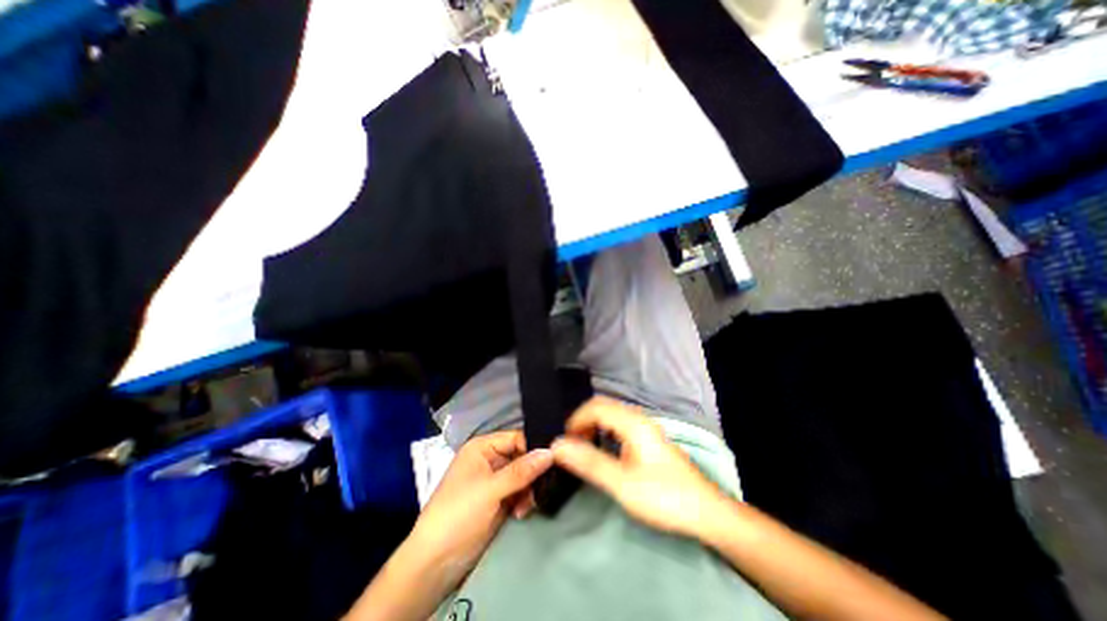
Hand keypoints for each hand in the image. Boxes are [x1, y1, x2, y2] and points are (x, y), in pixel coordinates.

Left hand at [405, 431, 553, 588]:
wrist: (435, 562)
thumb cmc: (459, 513)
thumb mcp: (491, 489)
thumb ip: (522, 470)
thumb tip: (551, 452)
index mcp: (482, 447)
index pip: (516, 438)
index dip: (533, 447)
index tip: (553, 460)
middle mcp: (489, 459)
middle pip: (521, 456)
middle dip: (532, 473)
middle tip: (542, 487)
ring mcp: (494, 480)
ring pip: (523, 476)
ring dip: (528, 490)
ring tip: (526, 506)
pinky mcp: (498, 499)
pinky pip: (519, 491)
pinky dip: (523, 500)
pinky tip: (520, 513)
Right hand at [550, 399, 727, 538]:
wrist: (705, 512)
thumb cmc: (663, 496)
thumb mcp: (622, 483)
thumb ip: (589, 462)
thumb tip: (558, 445)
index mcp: (633, 423)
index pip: (595, 407)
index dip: (575, 420)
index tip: (564, 442)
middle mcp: (638, 418)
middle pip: (603, 407)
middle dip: (583, 421)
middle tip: (571, 445)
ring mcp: (645, 427)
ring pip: (611, 415)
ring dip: (593, 426)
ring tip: (582, 447)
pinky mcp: (648, 438)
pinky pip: (619, 424)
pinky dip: (604, 431)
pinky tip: (603, 449)